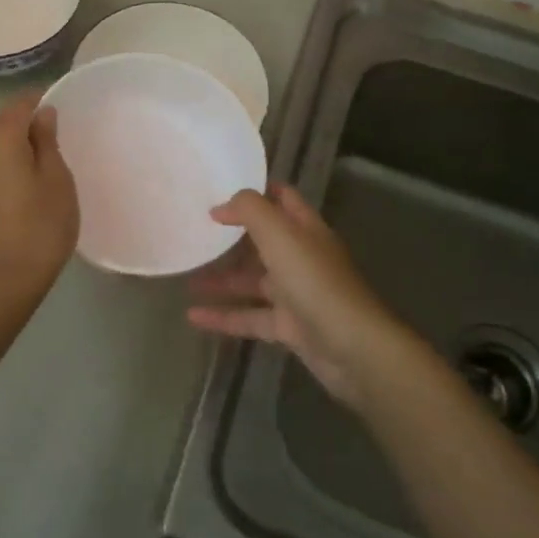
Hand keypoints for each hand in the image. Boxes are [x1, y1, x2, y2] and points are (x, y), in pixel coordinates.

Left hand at [0, 92, 79, 304]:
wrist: (4, 281)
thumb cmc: (40, 225)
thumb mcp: (56, 179)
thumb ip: (47, 141)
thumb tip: (42, 114)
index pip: (18, 104)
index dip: (39, 99)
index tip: (62, 106)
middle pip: (4, 126)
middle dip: (29, 126)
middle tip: (61, 140)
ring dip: (19, 150)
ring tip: (47, 166)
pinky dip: (9, 169)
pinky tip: (28, 187)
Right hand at [187, 185, 400, 407]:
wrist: (352, 347)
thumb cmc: (314, 281)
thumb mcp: (279, 233)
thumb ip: (249, 209)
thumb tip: (221, 206)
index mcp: (305, 229)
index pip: (282, 199)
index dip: (255, 191)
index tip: (219, 189)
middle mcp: (301, 257)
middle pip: (263, 241)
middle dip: (231, 237)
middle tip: (195, 232)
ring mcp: (296, 294)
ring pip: (252, 281)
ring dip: (221, 278)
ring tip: (186, 275)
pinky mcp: (289, 327)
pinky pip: (249, 317)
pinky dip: (223, 316)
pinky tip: (193, 317)